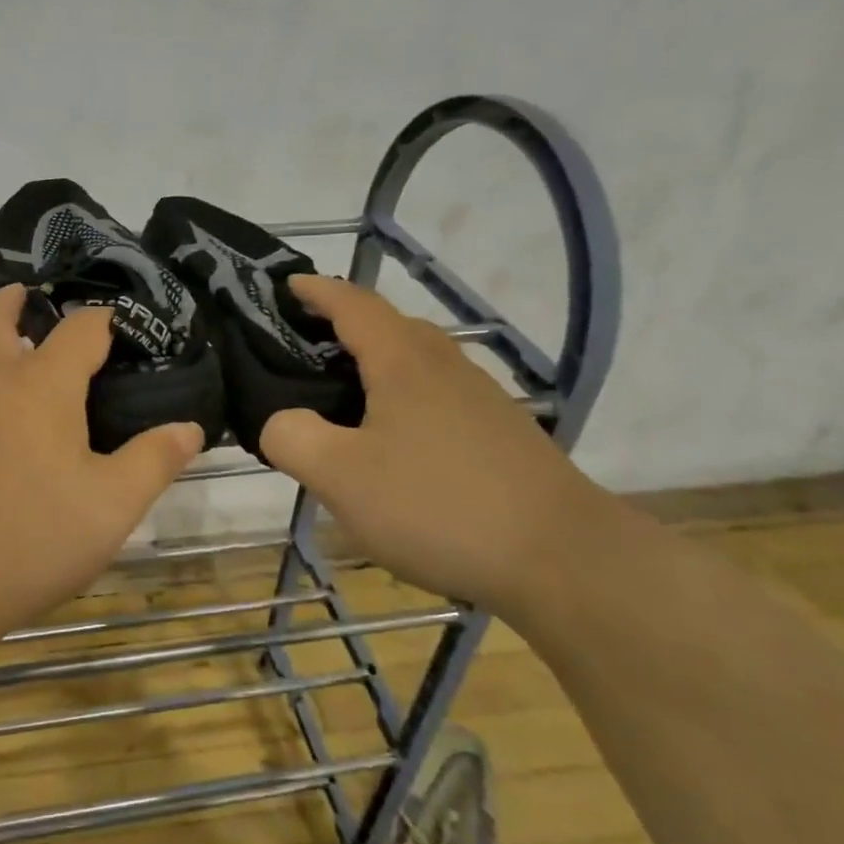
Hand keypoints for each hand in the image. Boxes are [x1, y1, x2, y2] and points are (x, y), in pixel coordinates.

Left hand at [0, 286, 204, 640]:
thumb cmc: (31, 538)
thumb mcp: (111, 506)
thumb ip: (153, 461)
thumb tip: (189, 428)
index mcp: (40, 385)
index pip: (81, 329)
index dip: (107, 321)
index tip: (127, 330)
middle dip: (18, 302)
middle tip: (35, 299)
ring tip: (23, 360)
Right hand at [260, 275, 616, 614]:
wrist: (564, 558)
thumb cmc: (438, 506)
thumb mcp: (341, 477)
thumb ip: (292, 438)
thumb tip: (279, 421)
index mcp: (403, 361)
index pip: (352, 304)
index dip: (315, 290)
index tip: (285, 285)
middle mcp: (445, 365)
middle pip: (389, 324)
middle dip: (343, 322)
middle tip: (302, 345)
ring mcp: (480, 398)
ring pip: (417, 360)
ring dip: (374, 360)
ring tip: (340, 393)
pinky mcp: (500, 433)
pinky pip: (437, 393)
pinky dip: (402, 395)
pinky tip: (392, 441)